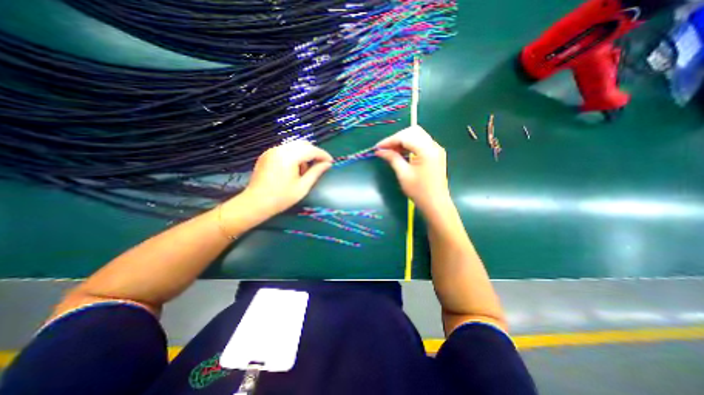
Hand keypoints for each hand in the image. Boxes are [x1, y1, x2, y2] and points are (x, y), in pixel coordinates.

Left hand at [221, 141, 330, 229]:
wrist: (255, 203)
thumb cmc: (281, 198)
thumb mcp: (302, 187)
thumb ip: (316, 172)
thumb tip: (327, 164)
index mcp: (288, 157)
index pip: (311, 150)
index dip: (323, 155)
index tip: (331, 162)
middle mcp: (279, 149)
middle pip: (303, 144)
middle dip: (314, 153)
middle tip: (320, 165)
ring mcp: (272, 151)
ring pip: (294, 145)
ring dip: (304, 154)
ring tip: (305, 170)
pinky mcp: (267, 154)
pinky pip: (285, 149)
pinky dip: (294, 155)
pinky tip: (294, 169)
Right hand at [374, 127, 451, 211]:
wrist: (436, 204)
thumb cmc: (419, 191)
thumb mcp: (403, 174)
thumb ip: (392, 158)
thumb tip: (380, 151)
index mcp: (427, 150)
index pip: (405, 137)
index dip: (389, 140)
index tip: (377, 147)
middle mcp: (433, 145)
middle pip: (413, 131)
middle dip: (397, 138)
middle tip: (385, 149)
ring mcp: (436, 149)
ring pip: (417, 136)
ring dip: (403, 141)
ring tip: (391, 151)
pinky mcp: (436, 154)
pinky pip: (421, 143)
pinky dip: (410, 145)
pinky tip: (401, 153)